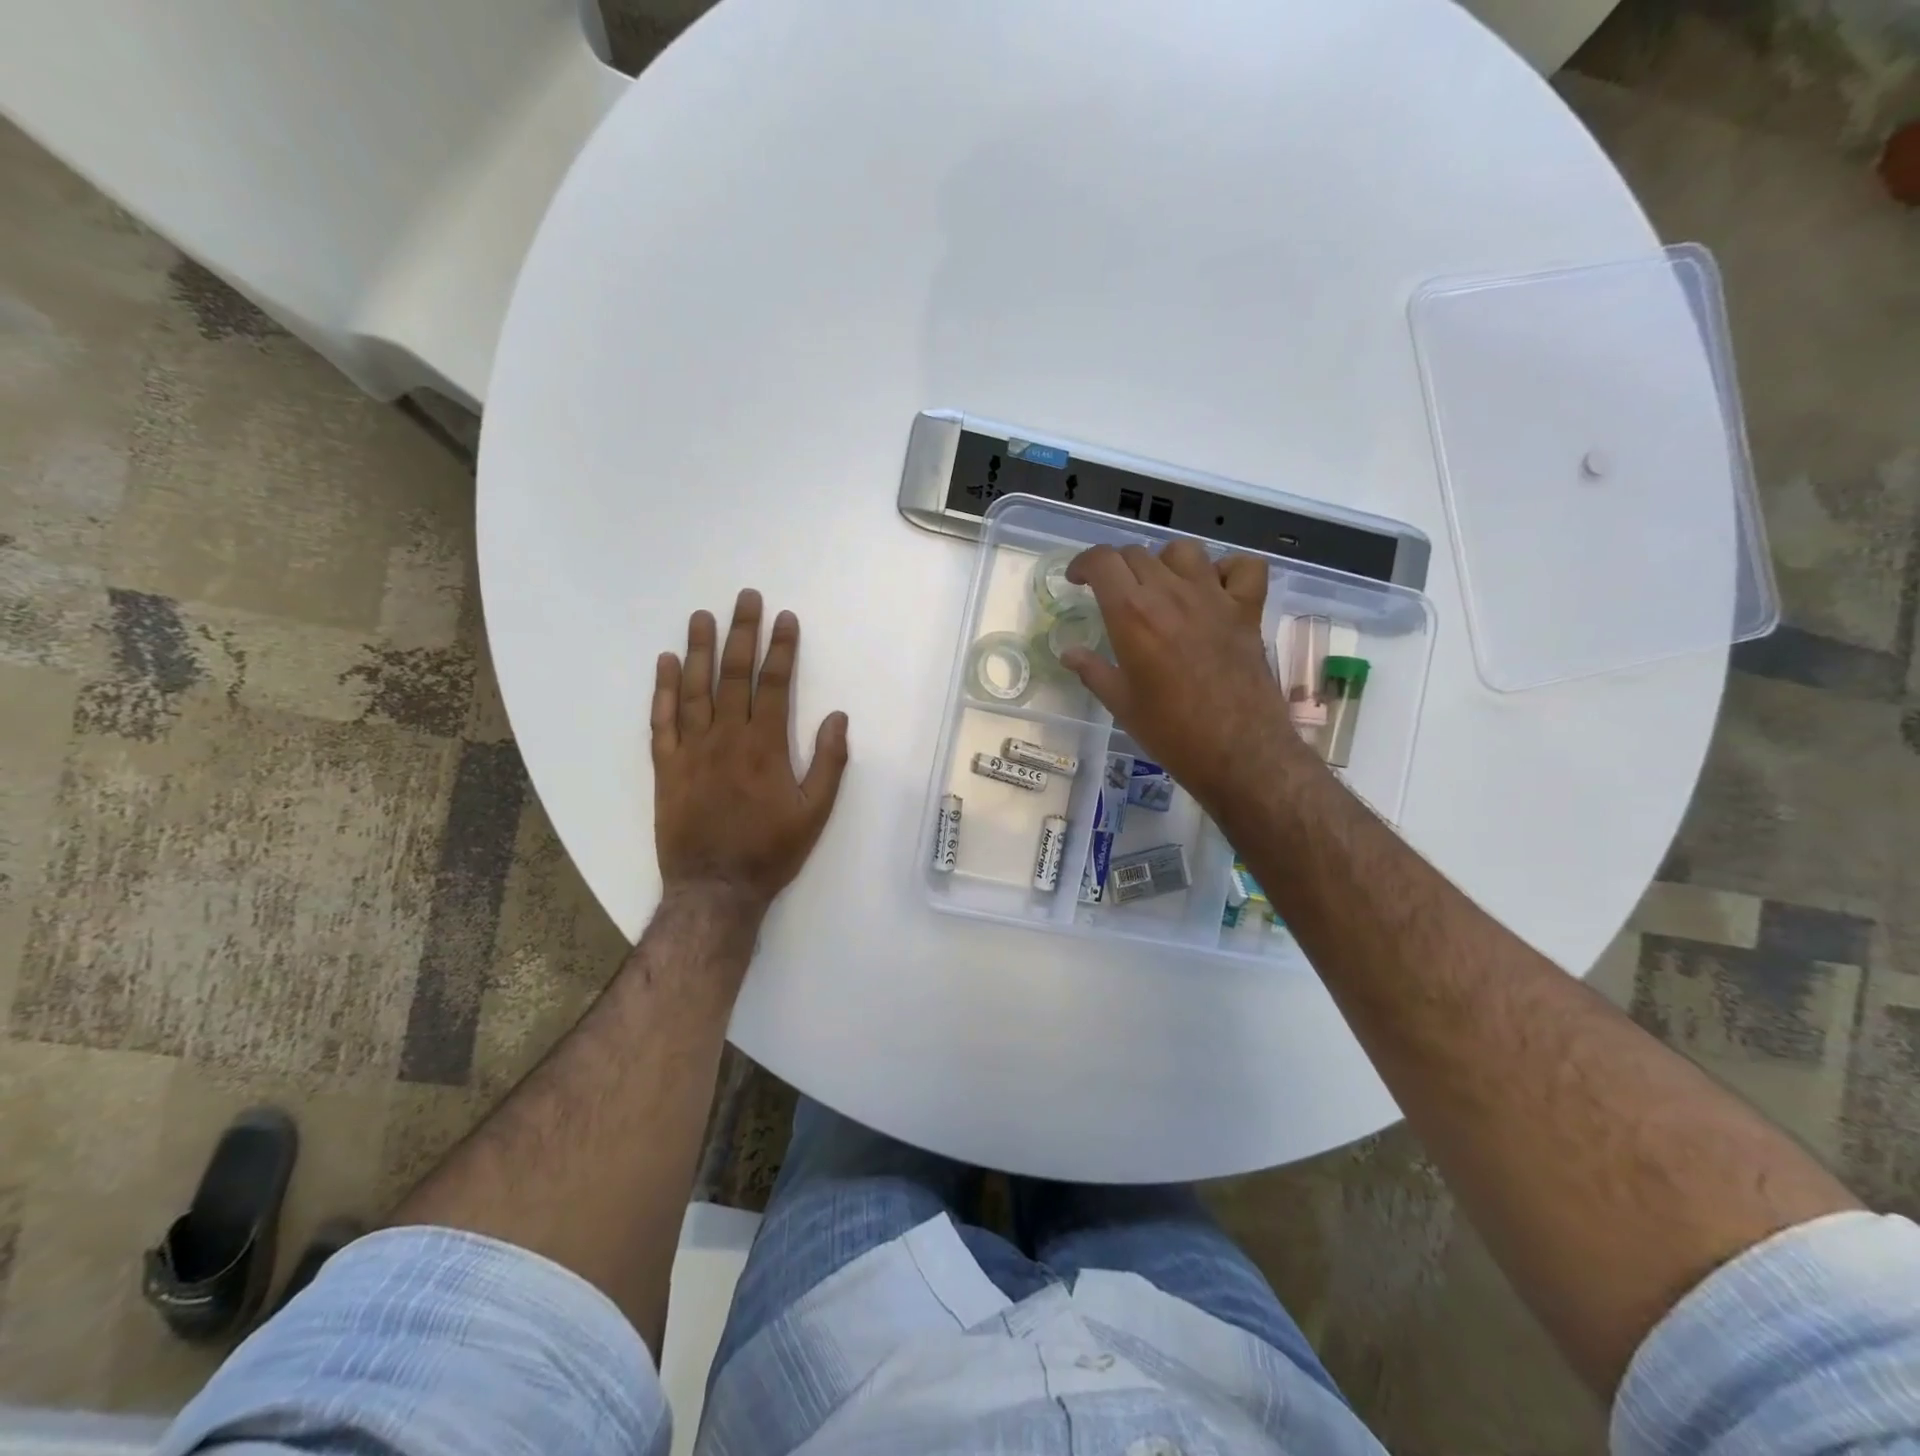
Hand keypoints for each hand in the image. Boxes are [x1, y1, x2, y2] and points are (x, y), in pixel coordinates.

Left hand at [651, 590, 848, 916]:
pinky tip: (665, 663)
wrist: (715, 888)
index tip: (785, 618)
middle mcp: (726, 737)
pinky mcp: (666, 766)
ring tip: (702, 616)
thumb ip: (828, 762)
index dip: (781, 648)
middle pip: (734, 675)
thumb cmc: (771, 851)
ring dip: (699, 649)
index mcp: (765, 746)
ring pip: (694, 688)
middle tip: (745, 598)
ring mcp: (692, 750)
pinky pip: (662, 720)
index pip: (774, 684)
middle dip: (742, 633)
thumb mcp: (815, 812)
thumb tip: (837, 717)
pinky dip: (663, 690)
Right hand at [1062, 540, 1295, 809]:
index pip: (1102, 561)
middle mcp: (1171, 594)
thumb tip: (1069, 654)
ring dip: (1165, 562)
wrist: (1237, 752)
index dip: (1083, 563)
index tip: (1077, 580)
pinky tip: (1214, 589)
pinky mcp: (1248, 610)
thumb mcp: (1121, 704)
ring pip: (1184, 551)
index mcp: (1132, 615)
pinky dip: (1228, 569)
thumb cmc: (1171, 732)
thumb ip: (1092, 671)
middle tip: (1113, 593)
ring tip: (1160, 587)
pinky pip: (1244, 566)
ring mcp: (1214, 598)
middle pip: (1137, 554)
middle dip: (1117, 567)